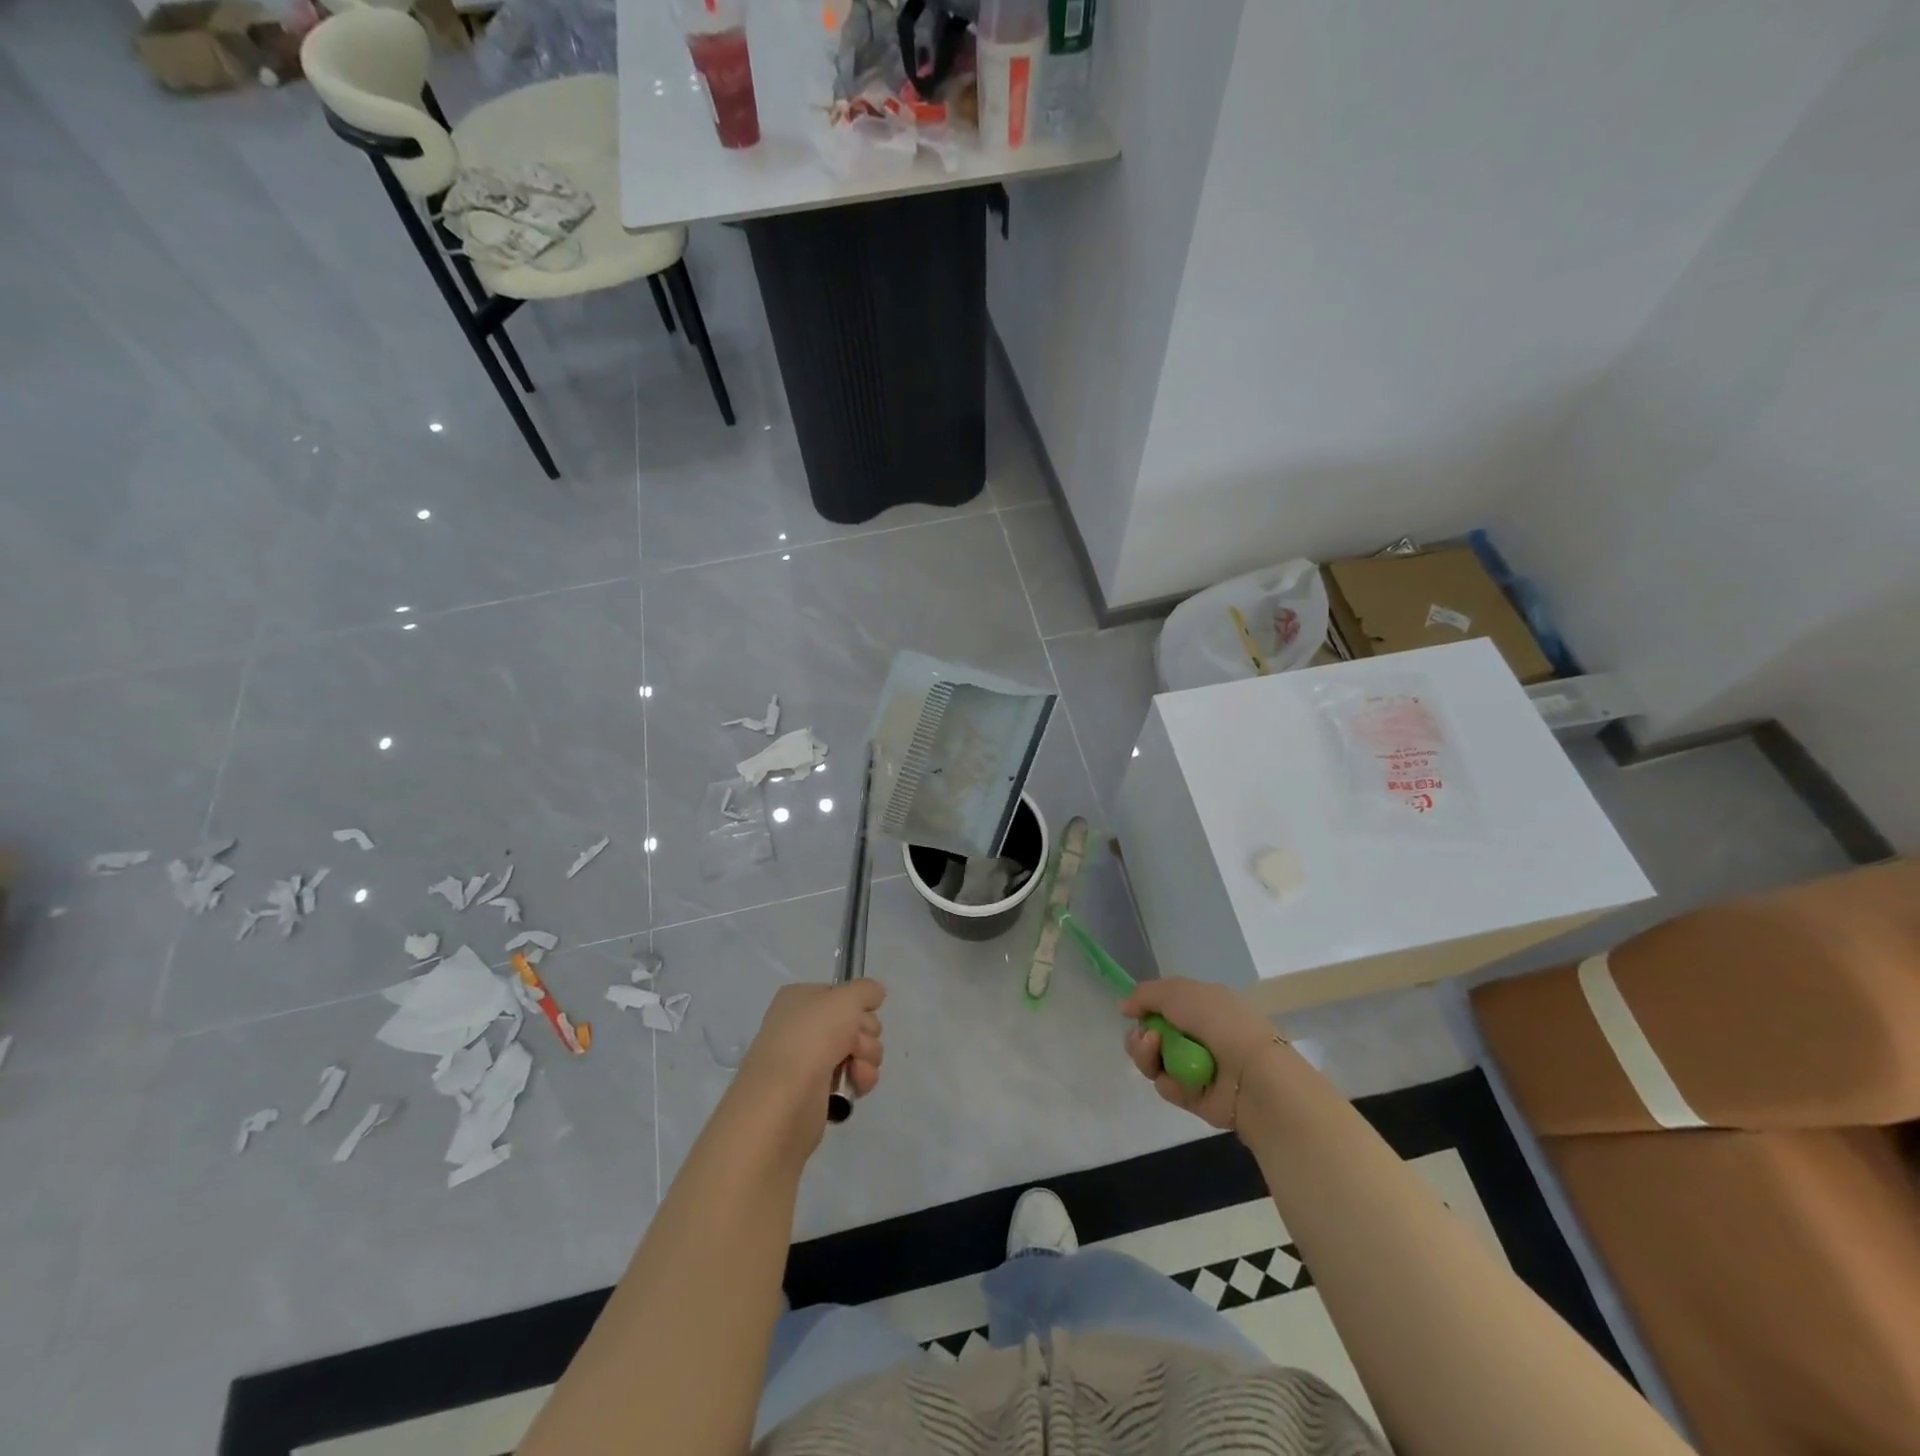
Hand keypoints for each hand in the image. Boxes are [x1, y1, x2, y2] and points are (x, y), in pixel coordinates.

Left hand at [733, 980, 885, 1150]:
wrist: (784, 1099)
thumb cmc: (812, 1038)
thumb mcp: (845, 999)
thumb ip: (866, 990)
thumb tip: (875, 994)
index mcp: (800, 999)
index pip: (842, 994)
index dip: (858, 1005)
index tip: (863, 1013)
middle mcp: (803, 1026)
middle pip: (855, 1021)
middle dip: (865, 1033)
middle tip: (855, 1044)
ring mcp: (810, 1059)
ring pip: (860, 1049)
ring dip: (867, 1057)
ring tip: (856, 1069)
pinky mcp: (818, 1091)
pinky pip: (853, 1076)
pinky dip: (860, 1079)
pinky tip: (857, 1085)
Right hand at [1121, 978, 1283, 1131]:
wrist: (1251, 1073)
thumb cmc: (1218, 1022)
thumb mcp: (1178, 992)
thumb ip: (1145, 995)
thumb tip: (1124, 1007)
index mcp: (1203, 1006)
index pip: (1164, 1005)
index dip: (1146, 1008)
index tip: (1133, 1011)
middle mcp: (1199, 1035)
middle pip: (1152, 1035)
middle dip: (1140, 1035)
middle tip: (1145, 1037)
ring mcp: (1196, 1067)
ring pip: (1153, 1061)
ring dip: (1146, 1054)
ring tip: (1154, 1049)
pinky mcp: (1194, 1097)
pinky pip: (1166, 1086)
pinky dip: (1167, 1080)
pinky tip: (1176, 1077)